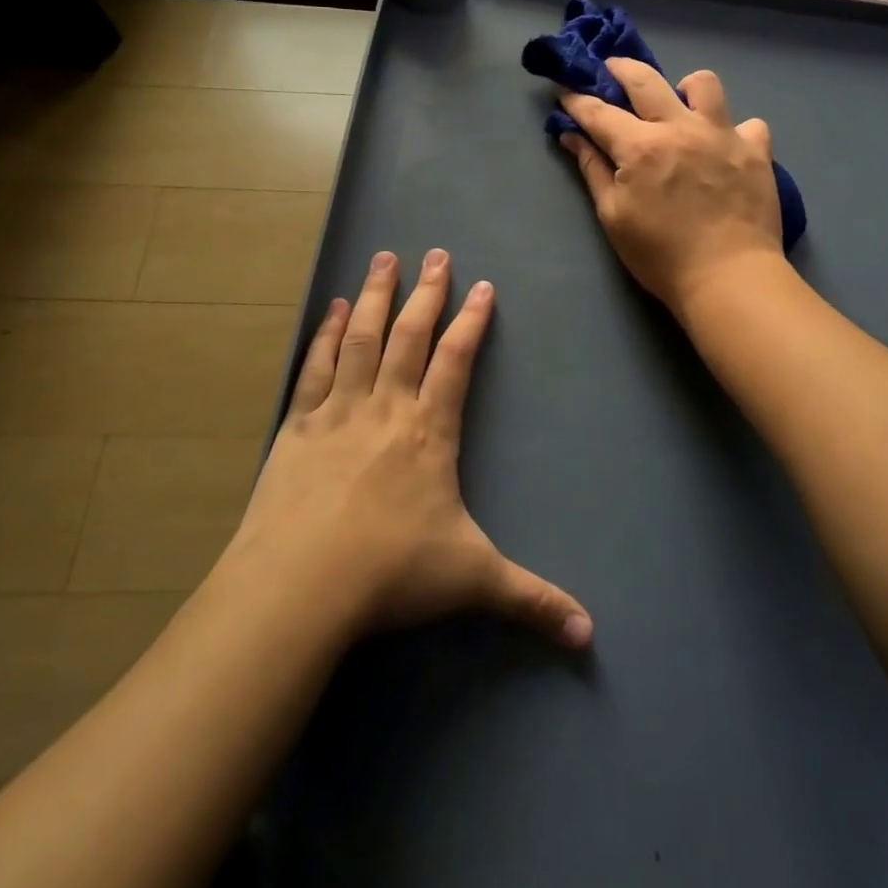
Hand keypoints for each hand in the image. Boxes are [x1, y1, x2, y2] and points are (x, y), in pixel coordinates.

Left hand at [232, 249, 592, 649]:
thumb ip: (531, 599)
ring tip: (384, 258)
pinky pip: (317, 368)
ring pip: (363, 339)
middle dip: (427, 293)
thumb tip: (589, 635)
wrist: (298, 589)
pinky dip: (327, 334)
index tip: (481, 285)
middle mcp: (387, 408)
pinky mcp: (298, 428)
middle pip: (411, 336)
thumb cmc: (391, 575)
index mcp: (429, 432)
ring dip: (377, 297)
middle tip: (435, 253)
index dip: (471, 321)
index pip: (457, 361)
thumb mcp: (472, 582)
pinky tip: (335, 308)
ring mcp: (339, 413)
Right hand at [559, 58, 785, 314]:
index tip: (564, 88)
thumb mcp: (614, 217)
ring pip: (704, 84)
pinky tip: (726, 149)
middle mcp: (681, 128)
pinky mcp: (756, 151)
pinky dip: (735, 132)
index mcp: (641, 147)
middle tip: (610, 70)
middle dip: (620, 68)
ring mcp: (723, 135)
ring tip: (681, 108)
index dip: (576, 98)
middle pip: (645, 79)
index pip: (598, 112)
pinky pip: (749, 124)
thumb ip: (594, 170)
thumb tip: (574, 136)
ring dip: (685, 89)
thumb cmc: (661, 256)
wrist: (729, 279)